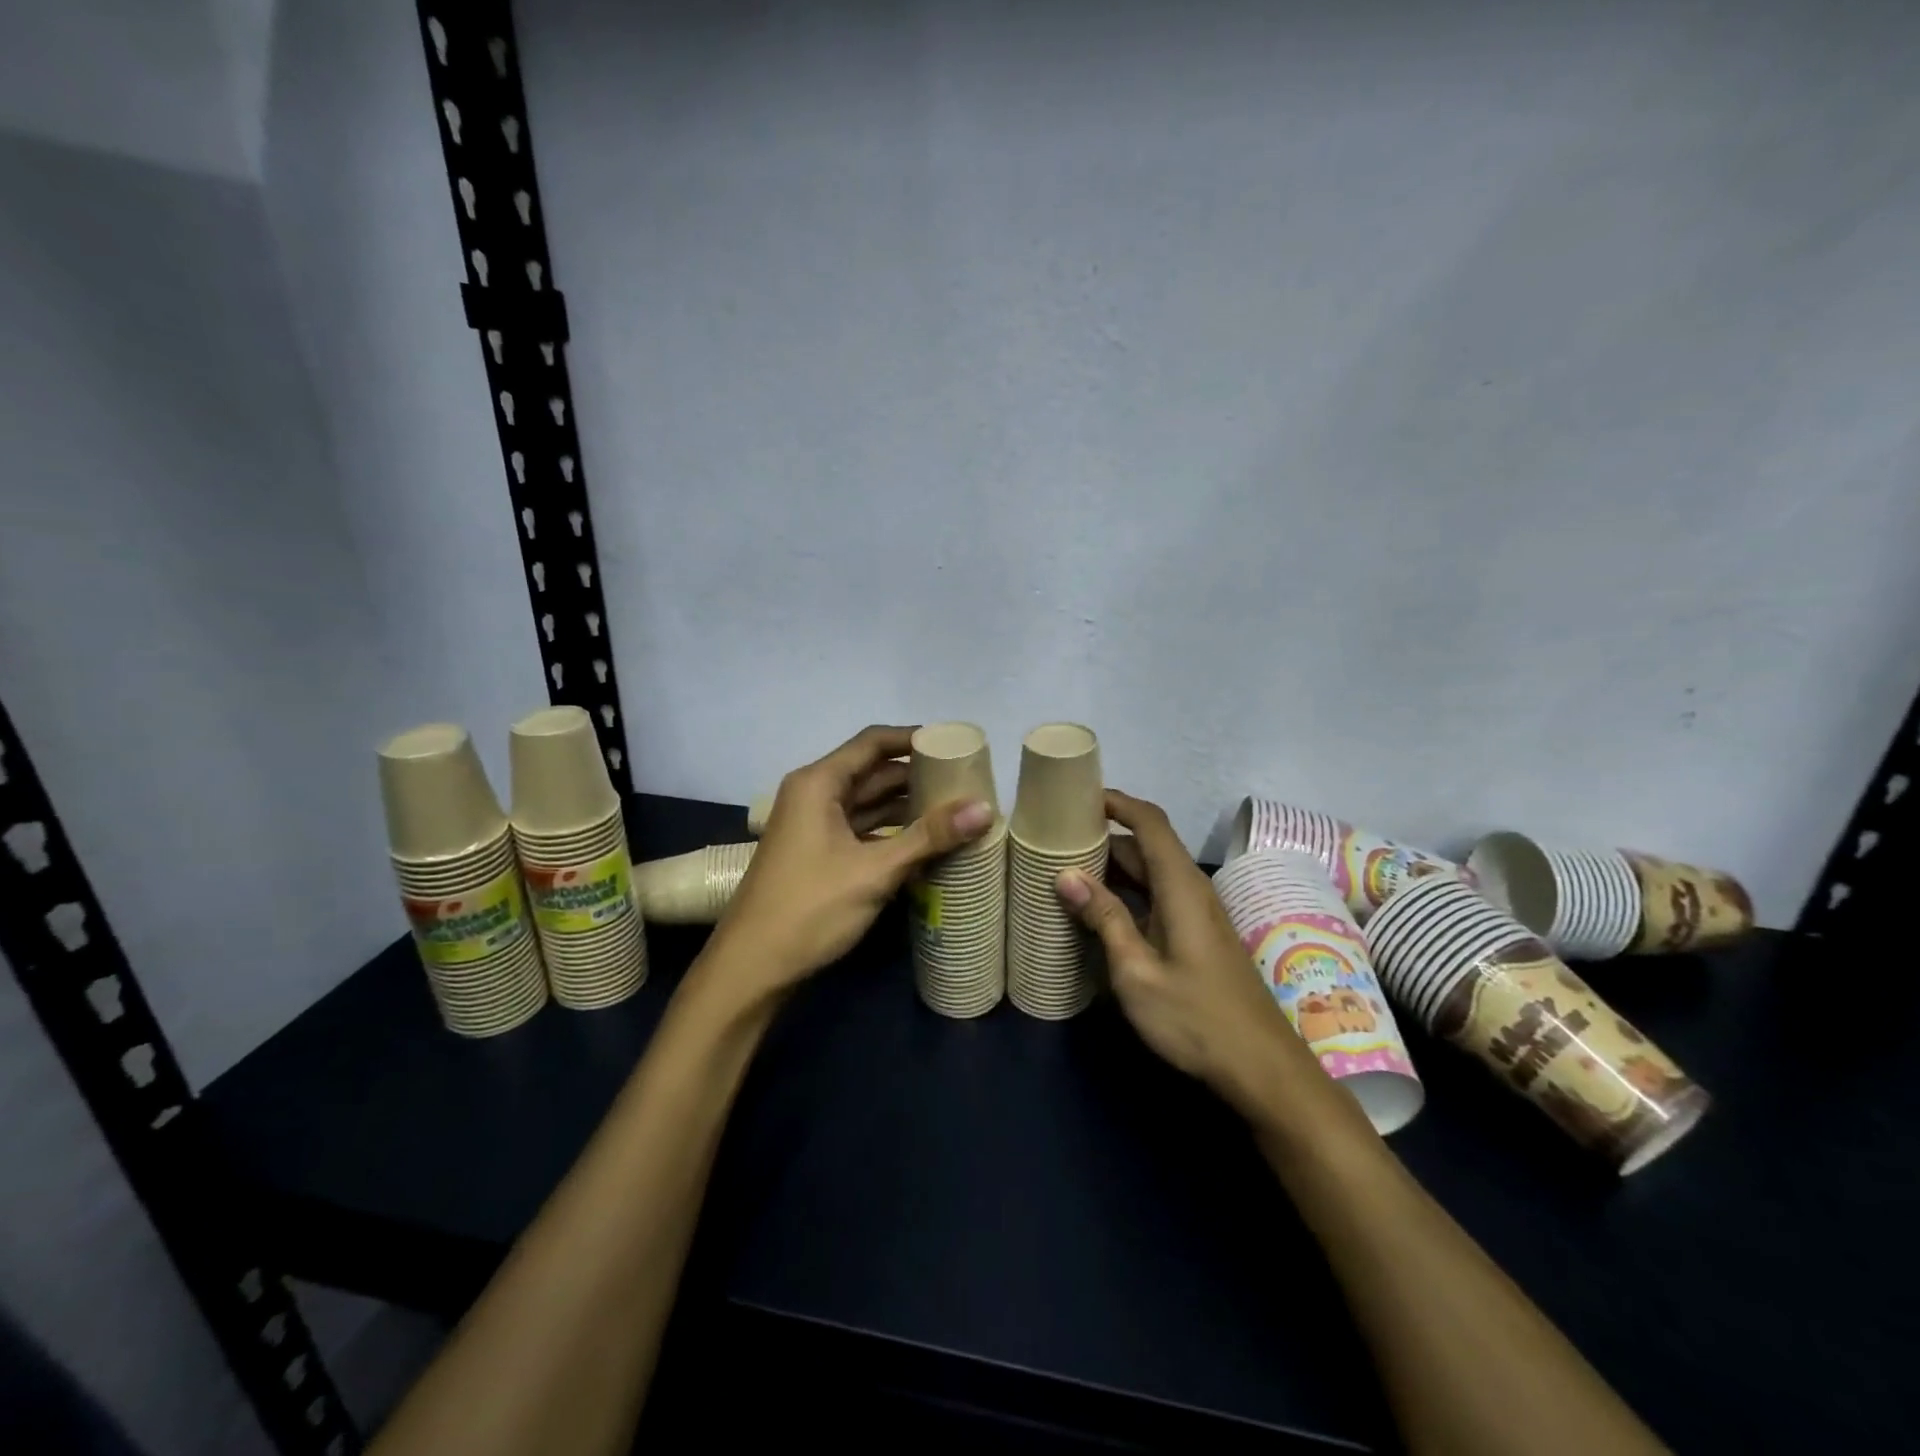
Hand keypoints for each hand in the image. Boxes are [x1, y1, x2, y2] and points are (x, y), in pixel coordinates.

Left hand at [708, 725, 993, 1000]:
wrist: (752, 968)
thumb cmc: (810, 908)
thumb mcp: (875, 871)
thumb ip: (929, 837)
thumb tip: (985, 807)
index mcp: (818, 783)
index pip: (872, 743)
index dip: (913, 739)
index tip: (953, 744)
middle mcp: (813, 795)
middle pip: (872, 771)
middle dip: (916, 775)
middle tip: (964, 781)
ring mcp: (813, 826)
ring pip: (867, 803)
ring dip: (906, 806)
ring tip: (954, 810)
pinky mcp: (818, 854)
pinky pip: (861, 829)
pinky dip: (891, 831)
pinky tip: (924, 843)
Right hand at [1055, 790, 1324, 1116]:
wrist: (1261, 1068)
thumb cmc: (1196, 1018)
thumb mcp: (1136, 971)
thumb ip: (1104, 918)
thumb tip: (1066, 875)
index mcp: (1180, 886)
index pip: (1149, 821)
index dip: (1116, 802)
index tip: (1076, 797)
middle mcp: (1192, 889)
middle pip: (1146, 845)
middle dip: (1103, 836)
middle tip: (1055, 840)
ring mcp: (1197, 913)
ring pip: (1150, 873)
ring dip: (1112, 868)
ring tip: (1065, 871)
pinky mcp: (1197, 935)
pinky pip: (1156, 897)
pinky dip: (1125, 893)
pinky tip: (1097, 912)